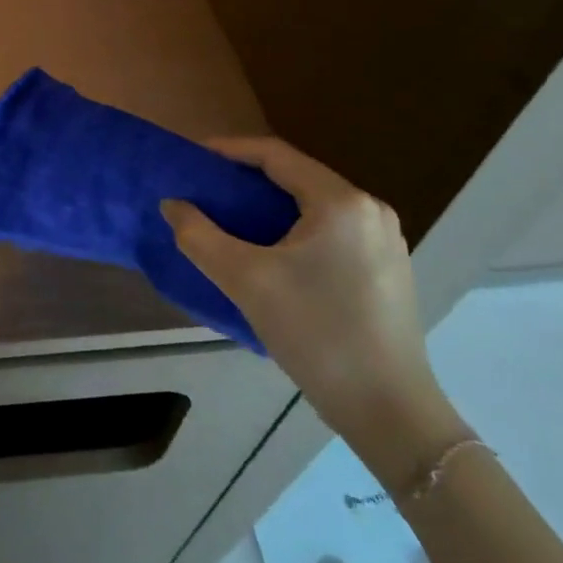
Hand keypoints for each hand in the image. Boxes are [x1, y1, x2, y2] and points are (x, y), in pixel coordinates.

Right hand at [161, 139, 467, 487]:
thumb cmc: (317, 334)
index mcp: (341, 202)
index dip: (229, 150)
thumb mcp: (246, 281)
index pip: (276, 155)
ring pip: (314, 204)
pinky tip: (272, 251)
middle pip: (297, 176)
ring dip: (270, 204)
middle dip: (247, 178)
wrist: (390, 413)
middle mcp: (369, 209)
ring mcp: (385, 240)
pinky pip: (331, 229)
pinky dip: (294, 227)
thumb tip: (172, 204)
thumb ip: (199, 236)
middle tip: (207, 188)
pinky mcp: (387, 267)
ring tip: (232, 217)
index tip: (193, 157)